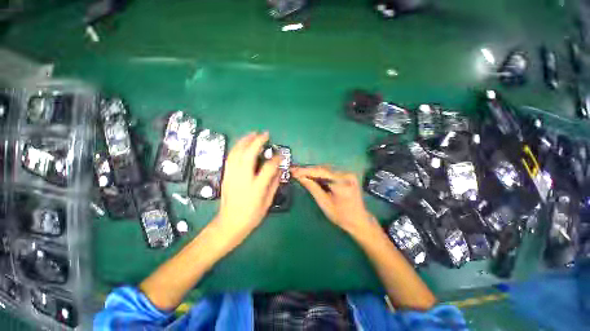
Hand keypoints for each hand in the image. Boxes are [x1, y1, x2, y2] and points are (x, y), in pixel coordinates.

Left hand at [215, 132, 280, 243]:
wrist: (229, 223)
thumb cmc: (251, 215)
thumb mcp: (267, 202)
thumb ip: (274, 184)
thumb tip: (278, 169)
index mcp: (256, 188)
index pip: (268, 168)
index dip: (276, 159)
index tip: (280, 154)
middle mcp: (243, 179)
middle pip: (249, 155)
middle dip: (257, 141)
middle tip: (265, 134)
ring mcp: (232, 176)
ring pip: (237, 153)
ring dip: (245, 141)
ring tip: (253, 134)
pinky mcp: (226, 176)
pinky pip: (230, 157)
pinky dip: (237, 147)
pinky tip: (242, 144)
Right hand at [292, 166, 377, 236]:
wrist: (359, 220)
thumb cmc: (341, 216)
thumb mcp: (324, 204)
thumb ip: (313, 188)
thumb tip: (300, 177)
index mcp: (342, 184)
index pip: (321, 172)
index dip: (305, 171)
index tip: (293, 170)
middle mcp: (346, 175)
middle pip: (323, 169)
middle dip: (307, 170)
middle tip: (294, 170)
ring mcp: (348, 174)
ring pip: (326, 169)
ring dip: (313, 171)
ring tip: (299, 172)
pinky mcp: (347, 175)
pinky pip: (330, 172)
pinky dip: (319, 174)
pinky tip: (311, 175)